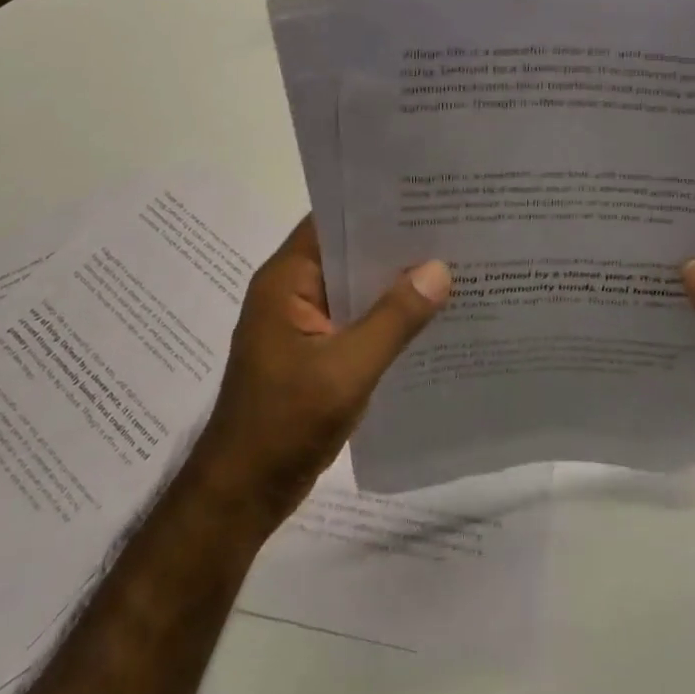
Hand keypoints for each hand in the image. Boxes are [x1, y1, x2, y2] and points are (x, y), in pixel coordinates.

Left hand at [188, 217, 450, 530]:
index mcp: (286, 280)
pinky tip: (428, 317)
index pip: (332, 222)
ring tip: (451, 265)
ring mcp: (302, 323)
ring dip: (393, 282)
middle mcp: (292, 291)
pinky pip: (355, 319)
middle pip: (347, 253)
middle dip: (395, 245)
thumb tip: (439, 269)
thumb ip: (394, 319)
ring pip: (355, 288)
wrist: (242, 495)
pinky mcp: (314, 351)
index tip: (424, 198)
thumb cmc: (285, 424)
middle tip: (452, 229)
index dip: (375, 207)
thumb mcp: (346, 369)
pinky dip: (385, 316)